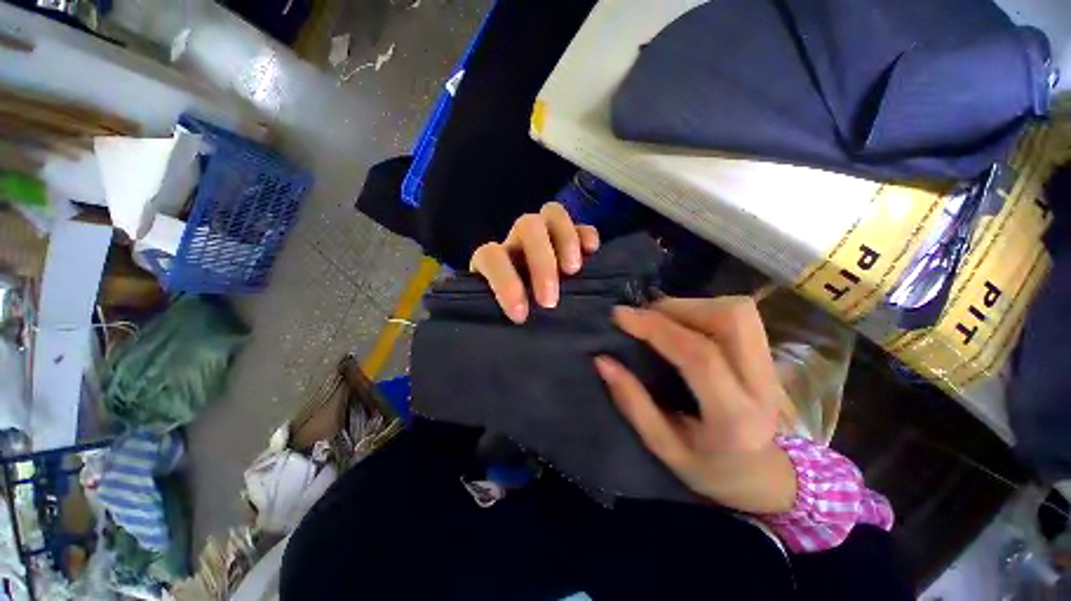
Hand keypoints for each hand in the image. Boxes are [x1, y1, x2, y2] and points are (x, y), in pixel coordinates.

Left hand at [470, 203, 599, 322]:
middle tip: (550, 300)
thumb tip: (510, 339)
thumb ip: (498, 324)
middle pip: (528, 226)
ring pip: (552, 213)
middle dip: (542, 262)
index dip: (505, 282)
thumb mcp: (499, 324)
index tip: (520, 315)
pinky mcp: (568, 240)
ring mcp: (544, 237)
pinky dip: (586, 234)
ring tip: (574, 270)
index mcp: (492, 262)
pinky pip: (579, 224)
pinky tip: (592, 252)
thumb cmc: (509, 319)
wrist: (521, 312)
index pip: (491, 256)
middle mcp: (518, 243)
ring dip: (566, 239)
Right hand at [594, 297, 797, 514]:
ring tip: (661, 319)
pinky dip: (702, 310)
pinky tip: (681, 325)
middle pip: (731, 318)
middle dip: (678, 307)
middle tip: (645, 317)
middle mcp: (762, 385)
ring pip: (738, 311)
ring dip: (691, 306)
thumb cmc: (711, 470)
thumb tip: (602, 360)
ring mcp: (773, 366)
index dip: (655, 327)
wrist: (768, 478)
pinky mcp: (769, 354)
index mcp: (734, 417)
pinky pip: (738, 316)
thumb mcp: (664, 447)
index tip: (620, 315)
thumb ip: (632, 402)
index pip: (698, 355)